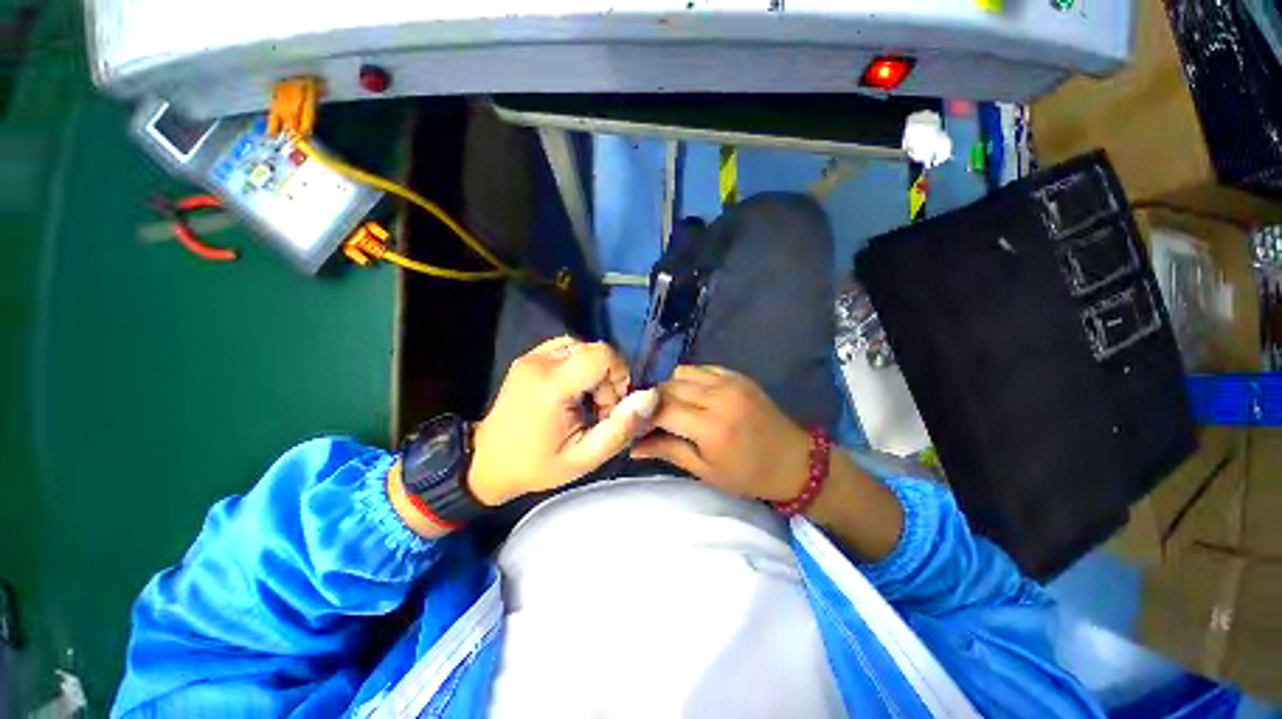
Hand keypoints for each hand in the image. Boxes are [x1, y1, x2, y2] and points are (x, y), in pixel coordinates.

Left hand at [468, 337, 658, 506]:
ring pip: (582, 347)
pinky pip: (566, 348)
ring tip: (585, 400)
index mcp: (552, 385)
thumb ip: (620, 428)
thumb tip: (649, 396)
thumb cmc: (537, 465)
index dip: (619, 375)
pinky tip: (572, 389)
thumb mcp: (584, 458)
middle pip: (595, 350)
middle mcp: (540, 362)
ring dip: (593, 371)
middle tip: (597, 409)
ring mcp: (531, 356)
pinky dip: (578, 365)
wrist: (487, 462)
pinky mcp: (528, 357)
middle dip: (607, 377)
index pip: (602, 355)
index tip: (610, 407)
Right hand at [631, 365, 810, 502]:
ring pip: (681, 372)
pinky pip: (701, 368)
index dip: (642, 416)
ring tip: (675, 408)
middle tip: (652, 419)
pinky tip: (695, 398)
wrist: (795, 461)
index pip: (661, 409)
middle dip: (653, 401)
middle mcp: (718, 397)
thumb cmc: (749, 475)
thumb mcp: (705, 471)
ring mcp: (729, 381)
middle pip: (668, 387)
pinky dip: (690, 380)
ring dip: (671, 389)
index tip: (636, 426)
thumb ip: (668, 451)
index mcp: (711, 427)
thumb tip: (633, 446)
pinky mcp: (737, 375)